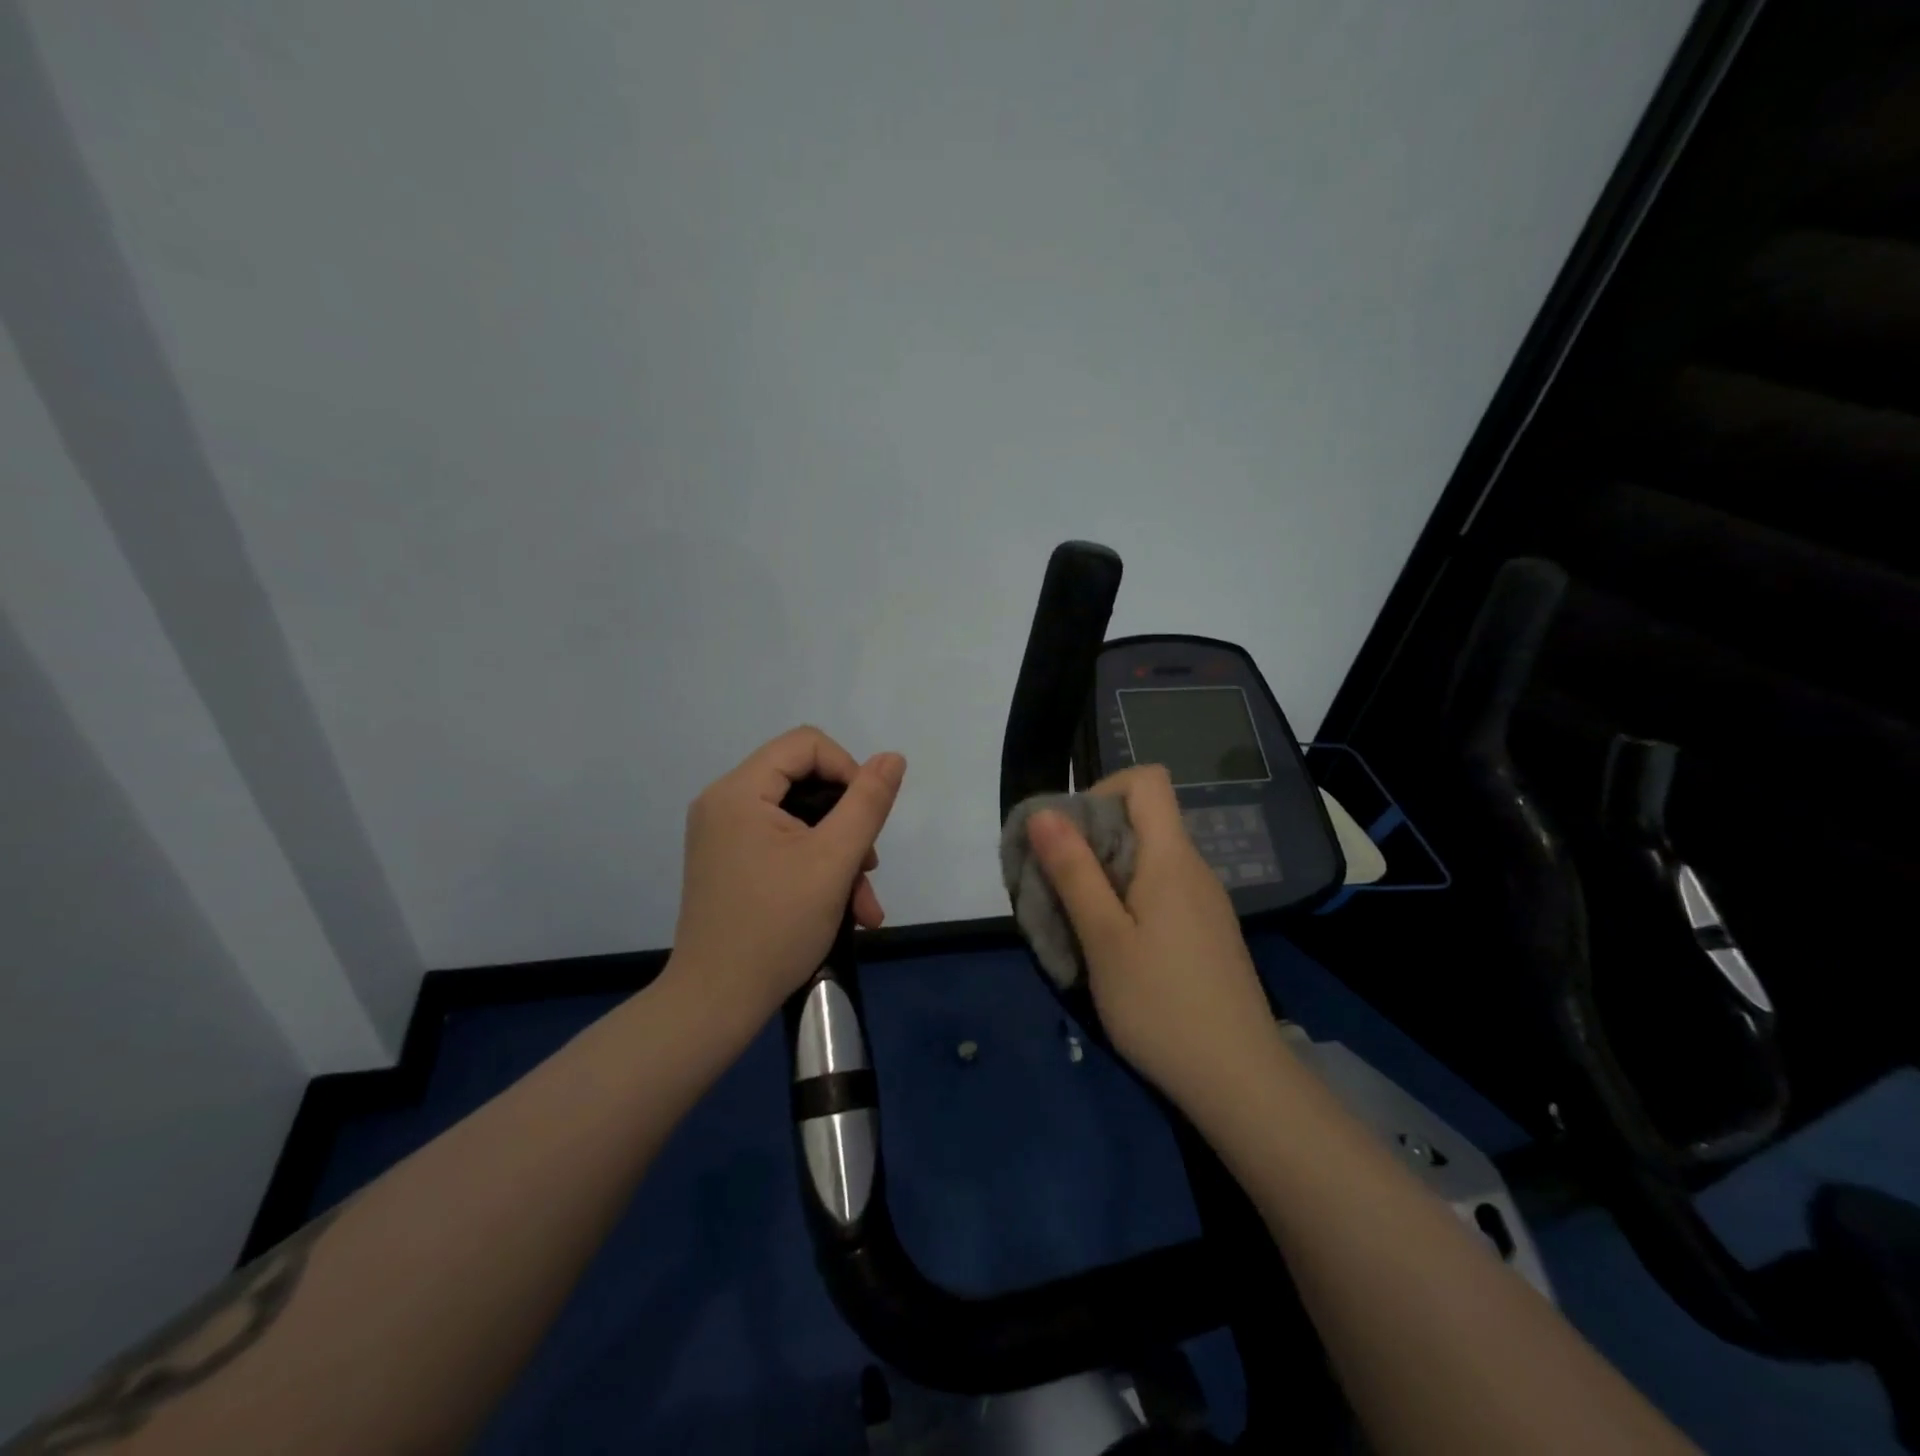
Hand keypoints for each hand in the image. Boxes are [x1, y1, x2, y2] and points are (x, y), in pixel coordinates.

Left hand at [669, 726, 906, 1024]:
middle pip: (805, 783)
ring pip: (801, 821)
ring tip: (864, 905)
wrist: (716, 1004)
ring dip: (840, 856)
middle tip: (869, 868)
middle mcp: (724, 804)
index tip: (867, 817)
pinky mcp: (730, 863)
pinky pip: (783, 846)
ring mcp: (724, 836)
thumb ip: (867, 803)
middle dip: (848, 824)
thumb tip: (892, 757)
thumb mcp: (834, 861)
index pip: (806, 744)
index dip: (848, 770)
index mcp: (739, 791)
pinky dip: (817, 869)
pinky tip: (846, 912)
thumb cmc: (776, 927)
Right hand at [1025, 765, 1280, 1105]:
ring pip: (1148, 858)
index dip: (1102, 789)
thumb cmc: (1161, 1005)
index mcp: (1171, 858)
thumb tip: (1044, 811)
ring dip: (1106, 873)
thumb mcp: (1103, 937)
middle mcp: (1194, 869)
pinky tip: (1113, 947)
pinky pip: (1161, 891)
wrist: (1239, 1081)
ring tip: (1078, 920)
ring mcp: (1205, 902)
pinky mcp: (1206, 932)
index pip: (1146, 780)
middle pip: (1143, 819)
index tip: (1069, 834)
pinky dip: (1128, 899)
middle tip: (1058, 885)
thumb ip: (1073, 870)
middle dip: (1092, 838)